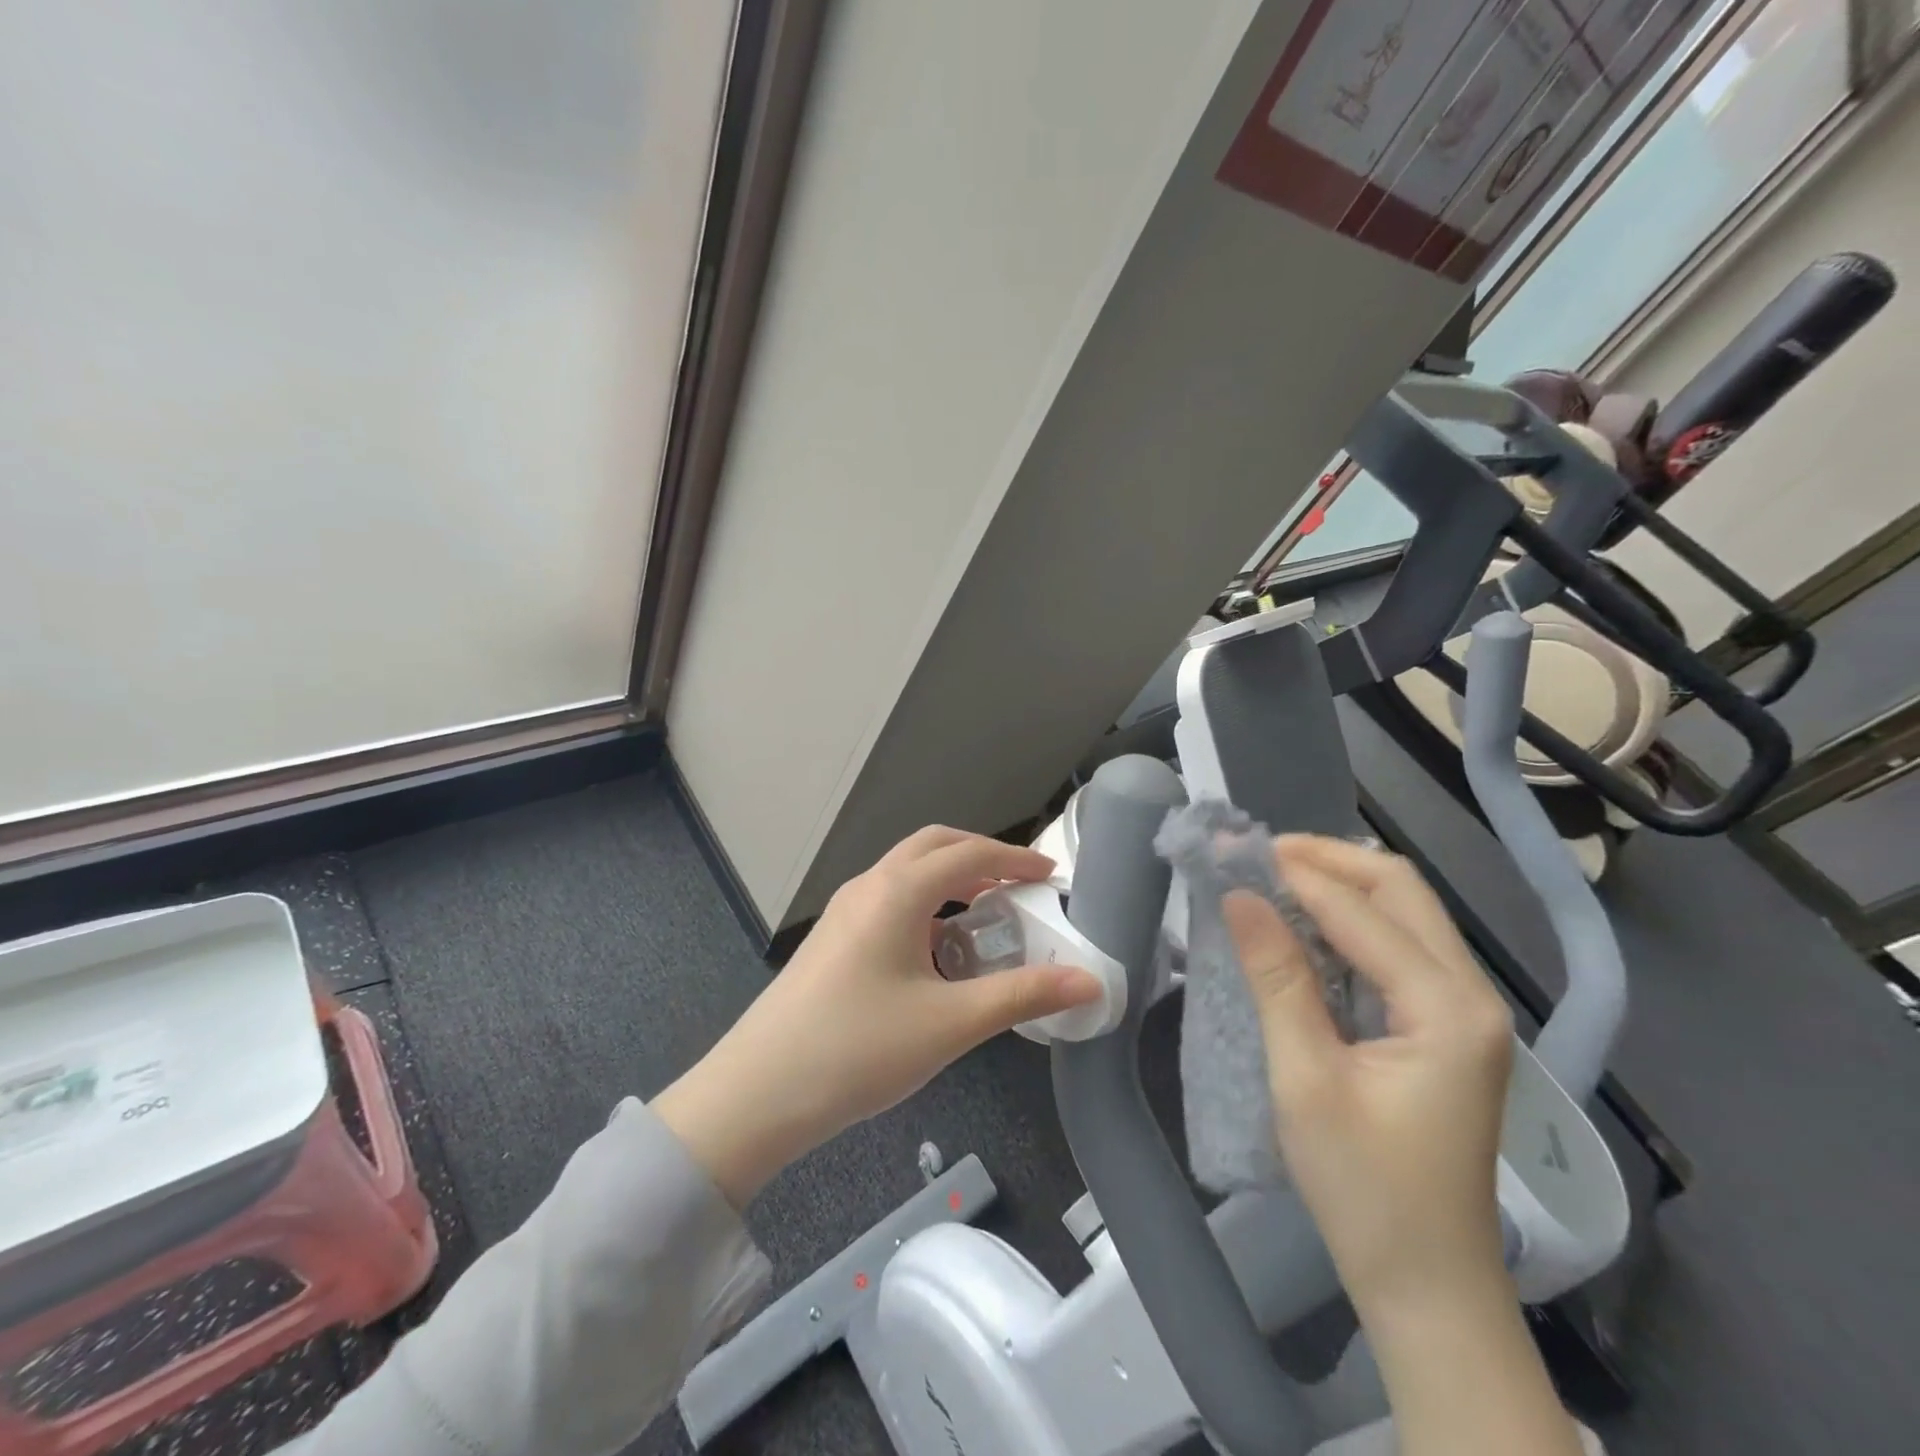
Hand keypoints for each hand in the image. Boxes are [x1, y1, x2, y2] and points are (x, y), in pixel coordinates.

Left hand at [654, 827, 1100, 1206]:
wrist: (758, 1092)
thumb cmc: (859, 1049)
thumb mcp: (951, 1023)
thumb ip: (1022, 996)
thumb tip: (1090, 982)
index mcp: (898, 891)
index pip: (969, 854)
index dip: (1015, 859)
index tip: (1052, 874)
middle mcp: (869, 886)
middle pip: (934, 847)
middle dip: (981, 856)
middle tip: (1022, 883)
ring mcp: (844, 910)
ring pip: (907, 872)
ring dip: (951, 878)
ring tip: (988, 913)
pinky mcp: (832, 937)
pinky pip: (889, 899)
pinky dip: (926, 903)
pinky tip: (940, 950)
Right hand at [1224, 835, 1514, 1322]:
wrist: (1426, 1284)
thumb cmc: (1364, 1188)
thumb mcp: (1306, 1079)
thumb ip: (1276, 978)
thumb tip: (1239, 896)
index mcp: (1448, 1009)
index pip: (1363, 910)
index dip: (1294, 873)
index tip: (1230, 849)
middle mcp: (1471, 995)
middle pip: (1401, 890)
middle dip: (1326, 861)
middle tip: (1255, 856)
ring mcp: (1464, 1011)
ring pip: (1404, 912)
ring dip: (1338, 886)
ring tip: (1270, 879)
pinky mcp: (1445, 1027)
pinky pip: (1399, 946)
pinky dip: (1348, 922)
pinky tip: (1302, 926)